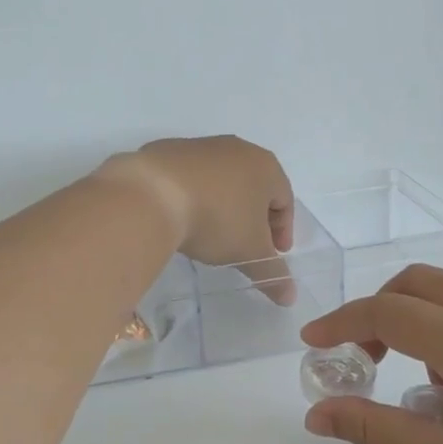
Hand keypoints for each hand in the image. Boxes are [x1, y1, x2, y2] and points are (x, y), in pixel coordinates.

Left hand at [100, 136, 295, 302]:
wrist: (151, 195)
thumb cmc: (216, 219)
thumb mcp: (249, 253)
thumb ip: (273, 274)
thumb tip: (290, 297)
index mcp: (265, 166)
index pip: (285, 200)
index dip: (283, 230)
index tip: (274, 254)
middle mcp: (236, 148)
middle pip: (254, 186)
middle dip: (254, 217)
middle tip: (246, 245)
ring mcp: (200, 146)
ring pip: (222, 180)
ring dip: (223, 205)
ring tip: (211, 233)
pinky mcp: (168, 150)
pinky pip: (190, 177)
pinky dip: (193, 196)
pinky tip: (182, 218)